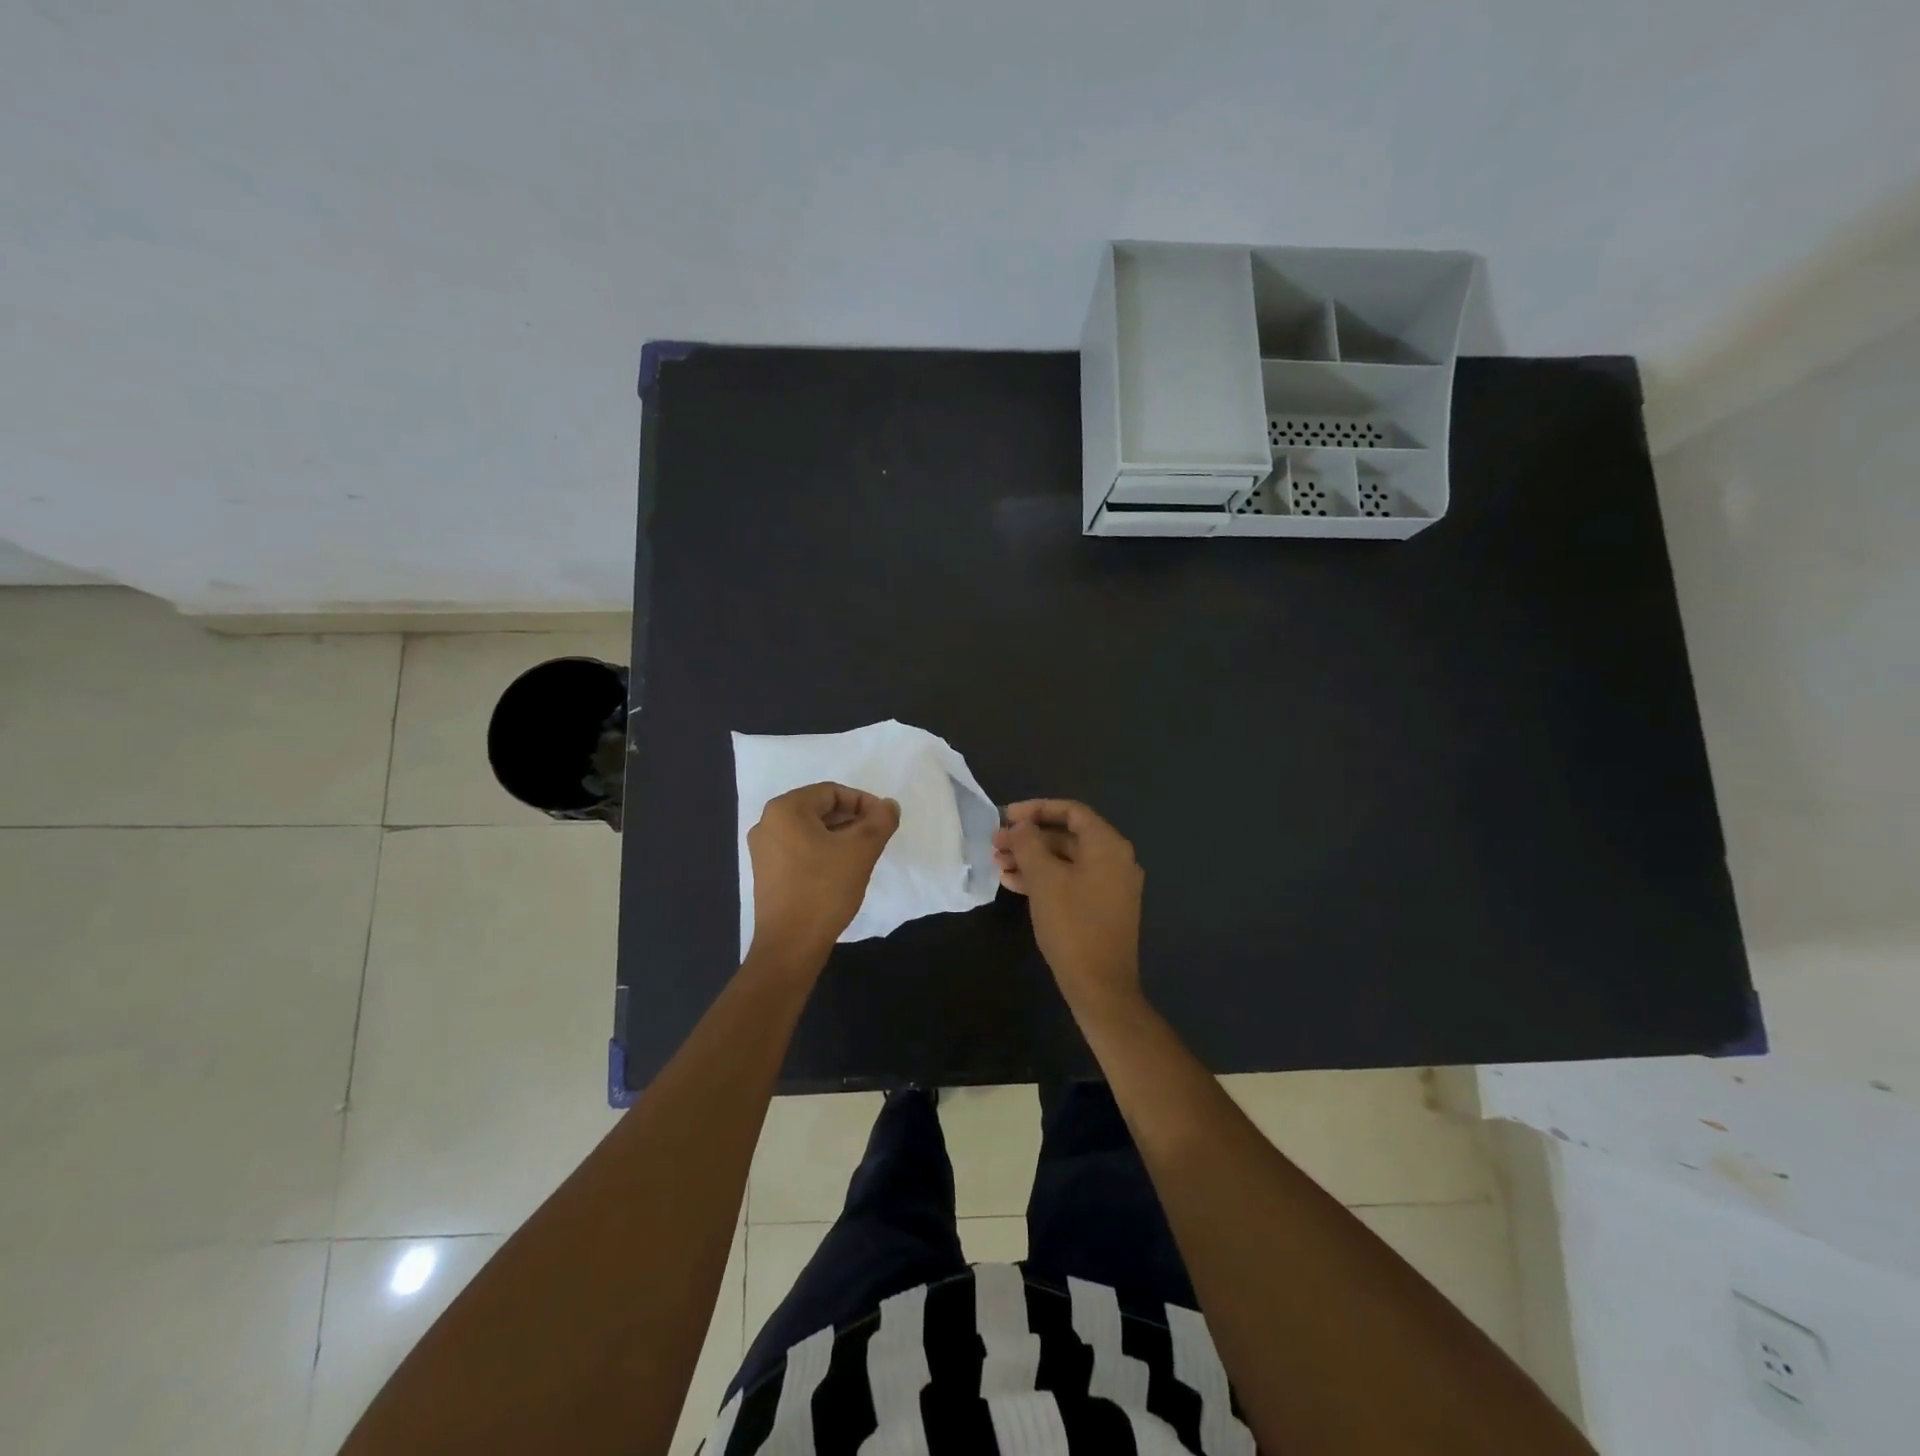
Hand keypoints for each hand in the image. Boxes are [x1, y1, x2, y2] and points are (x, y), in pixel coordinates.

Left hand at [747, 782, 899, 973]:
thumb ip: (880, 821)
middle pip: (819, 809)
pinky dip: (822, 851)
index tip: (884, 822)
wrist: (790, 945)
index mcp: (785, 809)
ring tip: (862, 854)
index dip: (863, 802)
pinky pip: (799, 849)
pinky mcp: (765, 872)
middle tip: (876, 837)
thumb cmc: (824, 889)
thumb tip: (889, 805)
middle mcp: (767, 823)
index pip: (832, 792)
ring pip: (810, 830)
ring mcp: (763, 849)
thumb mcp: (861, 850)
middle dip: (852, 819)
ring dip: (839, 836)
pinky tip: (841, 869)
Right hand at [992, 799, 1143, 1011]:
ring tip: (998, 866)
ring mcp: (1111, 886)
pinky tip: (1013, 885)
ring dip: (1031, 860)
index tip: (1006, 817)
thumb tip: (1020, 826)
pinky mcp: (1102, 908)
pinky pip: (1071, 881)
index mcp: (1108, 845)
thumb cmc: (1072, 924)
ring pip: (1065, 861)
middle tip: (995, 845)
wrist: (1100, 986)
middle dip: (1028, 839)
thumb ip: (1028, 843)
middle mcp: (1115, 860)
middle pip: (1066, 836)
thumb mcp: (1043, 879)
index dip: (1036, 809)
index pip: (1071, 811)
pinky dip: (1044, 879)